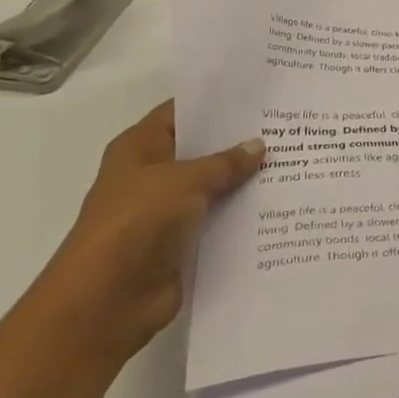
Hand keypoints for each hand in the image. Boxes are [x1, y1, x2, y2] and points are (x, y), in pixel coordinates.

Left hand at [35, 102, 263, 367]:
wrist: (105, 303)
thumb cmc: (136, 223)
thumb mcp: (185, 181)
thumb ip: (225, 162)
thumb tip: (258, 145)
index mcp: (139, 148)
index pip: (181, 112)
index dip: (216, 101)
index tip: (258, 94)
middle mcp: (151, 175)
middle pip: (200, 149)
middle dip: (239, 140)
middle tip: (286, 124)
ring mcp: (165, 211)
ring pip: (212, 186)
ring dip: (244, 179)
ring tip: (293, 159)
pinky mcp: (180, 244)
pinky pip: (217, 220)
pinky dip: (241, 214)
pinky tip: (278, 202)